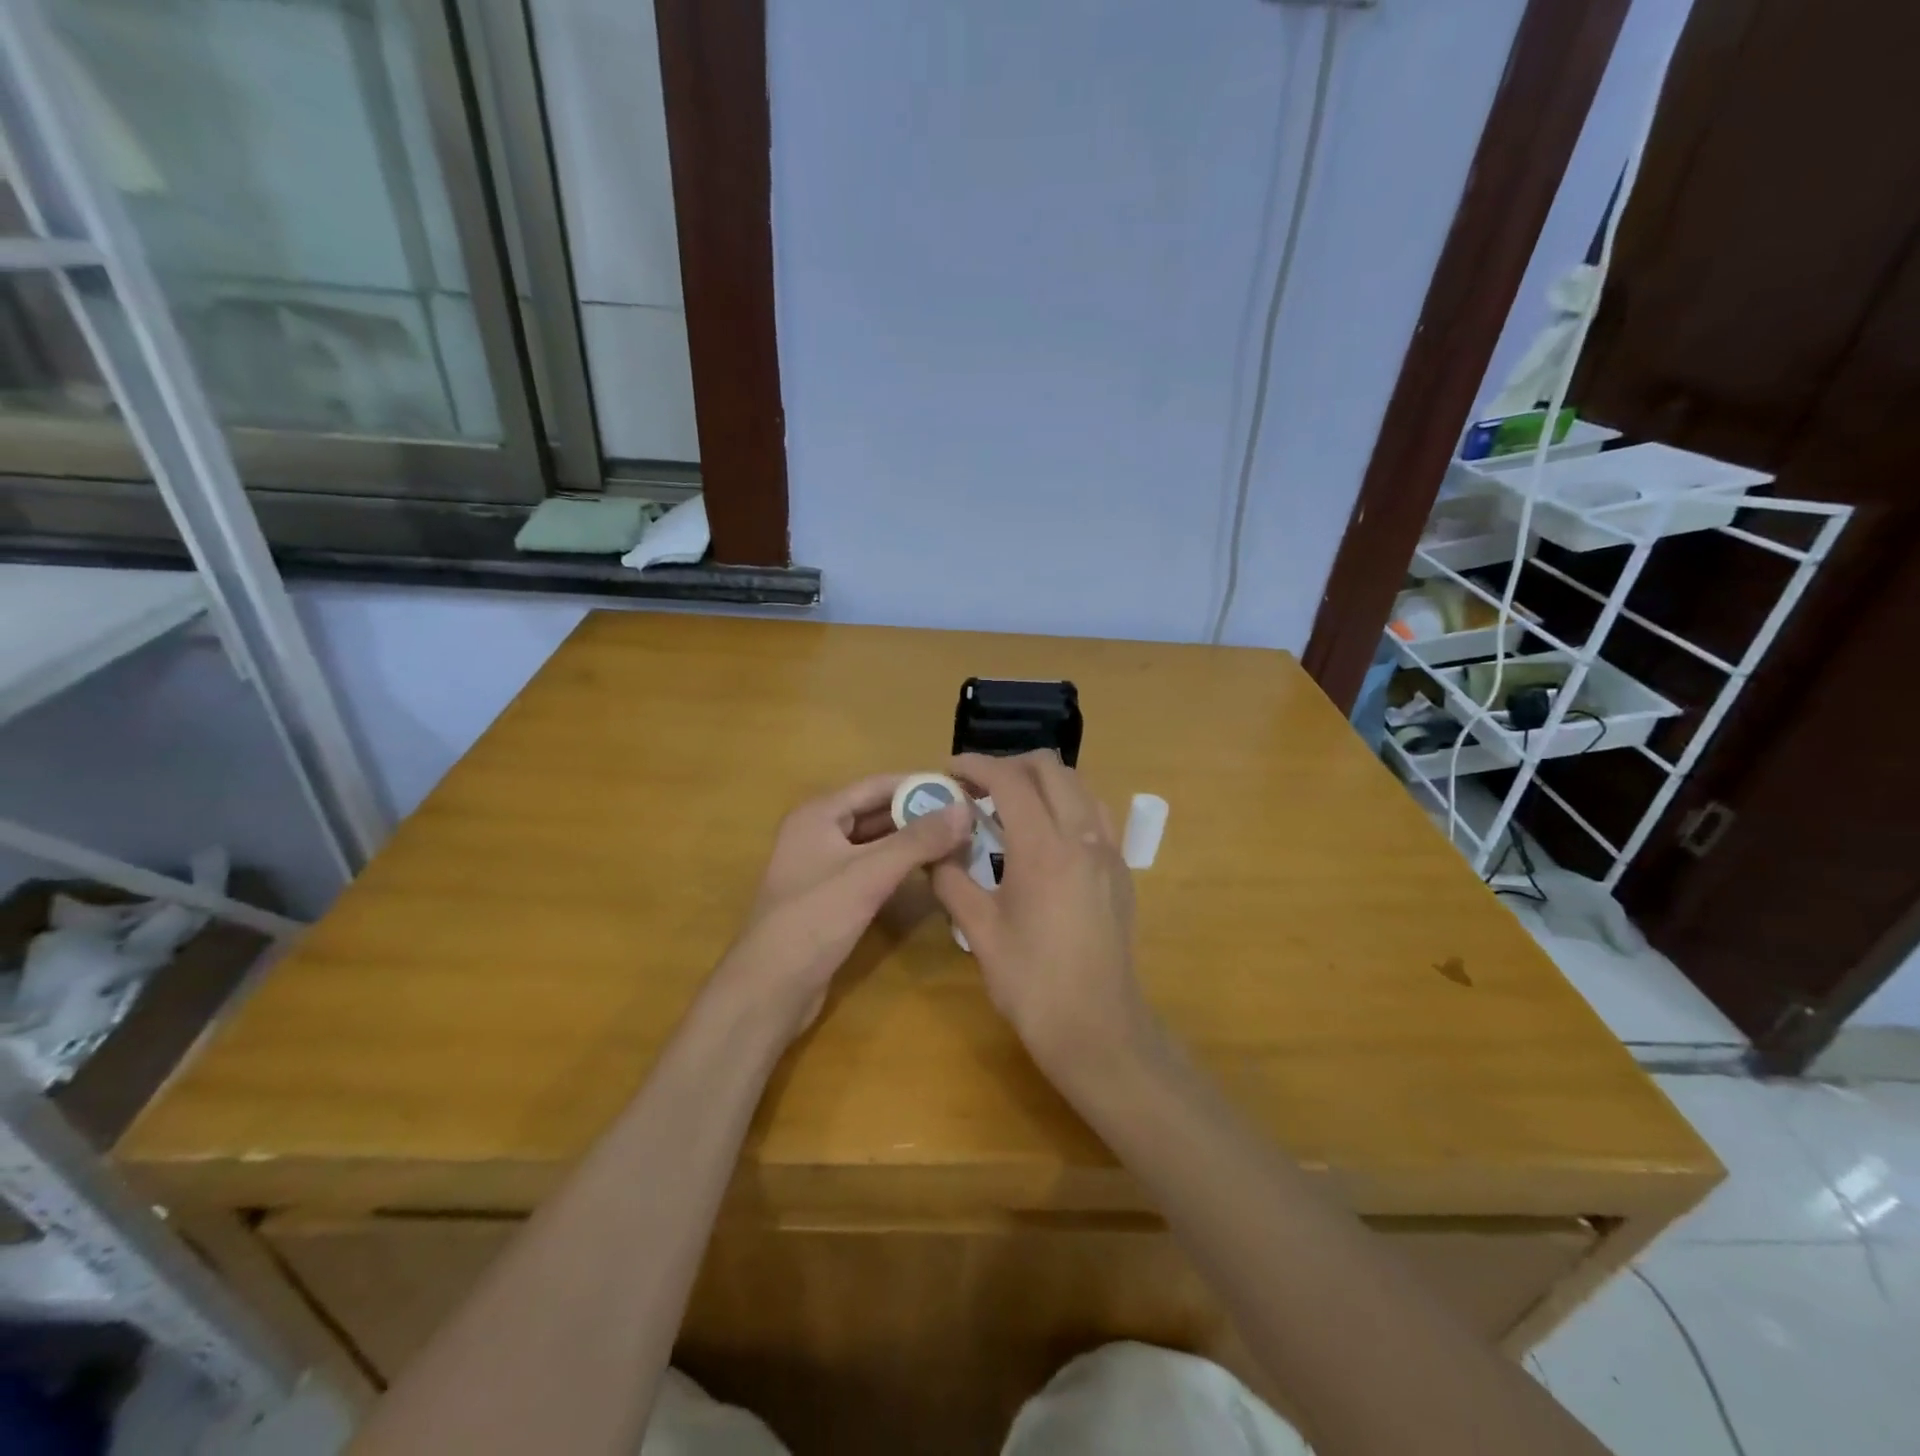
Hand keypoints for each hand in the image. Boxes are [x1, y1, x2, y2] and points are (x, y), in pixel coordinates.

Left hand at [719, 774, 972, 1039]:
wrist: (769, 990)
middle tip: (968, 818)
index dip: (920, 785)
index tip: (963, 789)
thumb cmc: (814, 920)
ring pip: (876, 843)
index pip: (878, 785)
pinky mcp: (830, 897)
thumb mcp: (870, 875)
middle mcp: (817, 832)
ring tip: (958, 841)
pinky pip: (871, 869)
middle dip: (920, 814)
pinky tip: (930, 873)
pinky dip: (899, 867)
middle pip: (877, 812)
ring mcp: (822, 866)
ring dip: (912, 842)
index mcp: (819, 814)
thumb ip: (918, 840)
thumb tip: (965, 809)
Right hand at [931, 752, 1154, 1077]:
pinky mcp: (1121, 870)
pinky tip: (1044, 836)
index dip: (976, 765)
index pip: (1009, 780)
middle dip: (1010, 764)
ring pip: (1079, 786)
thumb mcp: (979, 930)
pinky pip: (1096, 814)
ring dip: (1042, 781)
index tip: (950, 770)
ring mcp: (1109, 851)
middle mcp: (1083, 836)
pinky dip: (1067, 805)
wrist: (1097, 1027)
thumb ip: (951, 879)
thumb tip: (932, 850)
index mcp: (1044, 848)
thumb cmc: (1031, 982)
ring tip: (1010, 805)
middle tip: (977, 786)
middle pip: (1051, 768)